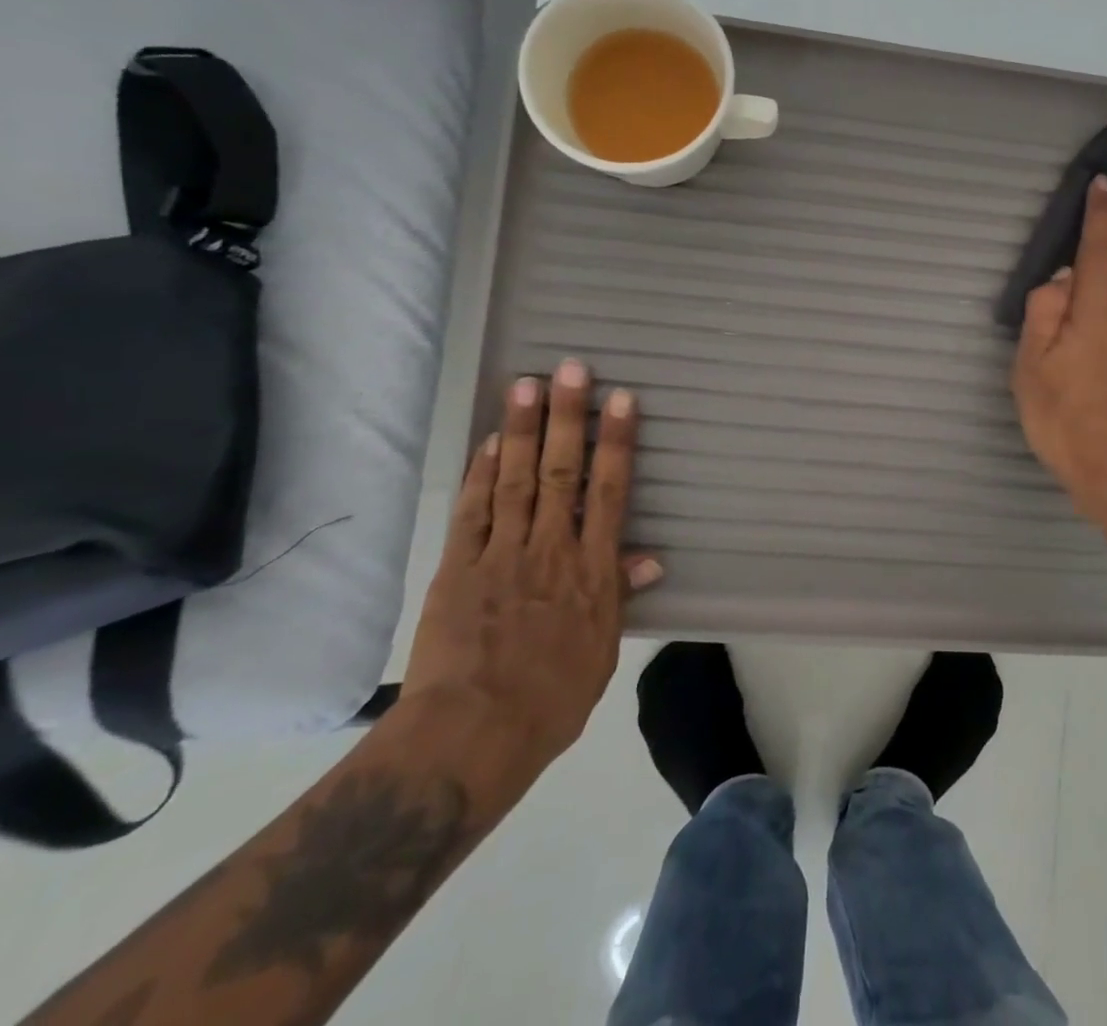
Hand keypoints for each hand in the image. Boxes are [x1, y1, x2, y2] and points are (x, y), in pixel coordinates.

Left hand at [401, 358, 662, 775]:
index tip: (621, 400)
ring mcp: (502, 555)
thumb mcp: (603, 651)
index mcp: (592, 570)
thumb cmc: (551, 700)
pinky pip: (474, 513)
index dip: (617, 442)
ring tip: (526, 384)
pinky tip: (490, 442)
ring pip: (517, 480)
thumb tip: (648, 559)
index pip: (610, 491)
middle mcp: (551, 550)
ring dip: (523, 430)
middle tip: (571, 368)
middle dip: (568, 417)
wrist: (471, 738)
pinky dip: (482, 474)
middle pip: (563, 472)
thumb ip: (619, 596)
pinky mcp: (458, 568)